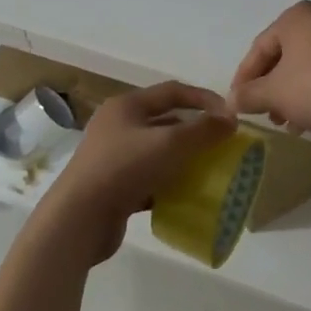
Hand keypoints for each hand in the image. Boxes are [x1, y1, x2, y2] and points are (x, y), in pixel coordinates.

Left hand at [43, 82, 236, 264]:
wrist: (79, 218)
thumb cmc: (124, 168)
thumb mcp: (169, 144)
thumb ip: (202, 130)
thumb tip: (230, 118)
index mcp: (126, 105)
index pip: (172, 91)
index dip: (202, 99)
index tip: (229, 115)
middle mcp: (117, 126)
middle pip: (164, 121)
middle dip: (194, 131)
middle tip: (220, 145)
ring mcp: (113, 157)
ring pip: (156, 152)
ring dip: (182, 159)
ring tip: (208, 171)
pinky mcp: (113, 186)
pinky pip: (148, 179)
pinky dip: (167, 184)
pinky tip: (185, 196)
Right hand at [229, 1, 310, 146]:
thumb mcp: (274, 93)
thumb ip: (249, 95)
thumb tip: (231, 101)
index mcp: (297, 16)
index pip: (260, 46)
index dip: (244, 77)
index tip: (237, 101)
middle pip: (283, 55)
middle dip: (269, 86)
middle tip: (261, 112)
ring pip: (305, 67)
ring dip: (289, 94)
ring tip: (284, 121)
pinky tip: (307, 121)